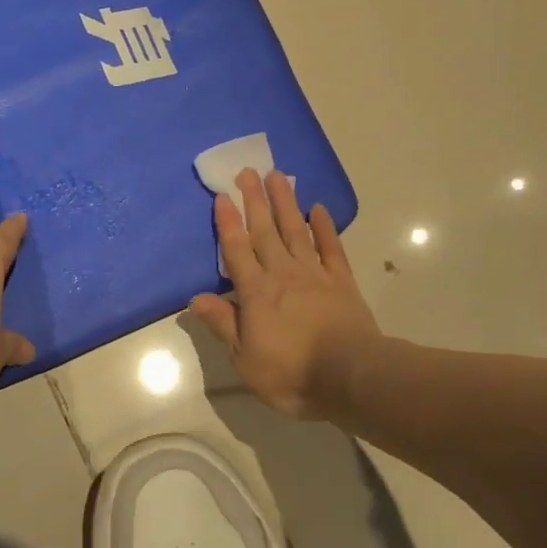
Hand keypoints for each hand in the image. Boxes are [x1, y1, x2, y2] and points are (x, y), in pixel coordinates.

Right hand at [190, 169, 381, 418]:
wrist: (351, 376)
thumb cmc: (292, 373)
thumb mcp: (245, 360)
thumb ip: (223, 324)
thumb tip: (195, 299)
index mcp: (255, 293)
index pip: (237, 251)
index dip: (228, 223)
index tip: (222, 195)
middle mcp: (282, 274)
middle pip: (265, 232)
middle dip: (254, 201)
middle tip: (247, 171)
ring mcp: (315, 275)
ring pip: (295, 231)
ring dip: (285, 203)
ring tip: (277, 176)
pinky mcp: (342, 281)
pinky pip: (331, 248)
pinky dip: (324, 227)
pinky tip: (318, 208)